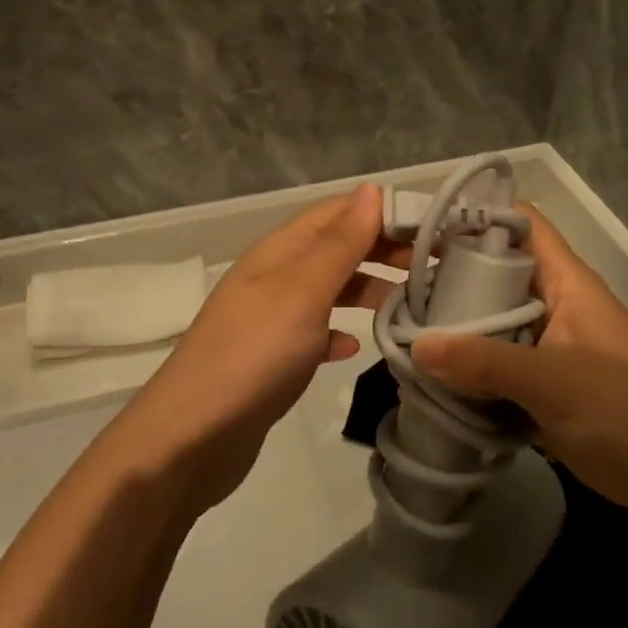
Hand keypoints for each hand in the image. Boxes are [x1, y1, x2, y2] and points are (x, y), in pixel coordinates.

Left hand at [112, 185, 404, 512]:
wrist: (193, 437)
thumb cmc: (253, 354)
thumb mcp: (302, 290)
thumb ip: (339, 243)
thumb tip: (372, 190)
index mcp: (279, 251)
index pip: (337, 213)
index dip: (382, 212)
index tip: (433, 226)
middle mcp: (274, 276)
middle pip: (335, 248)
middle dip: (381, 250)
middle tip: (435, 266)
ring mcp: (271, 319)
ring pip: (328, 289)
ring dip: (366, 289)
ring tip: (409, 303)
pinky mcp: (272, 359)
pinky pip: (314, 332)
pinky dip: (339, 331)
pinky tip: (355, 347)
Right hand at [412, 207, 627, 516]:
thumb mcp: (556, 382)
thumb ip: (486, 363)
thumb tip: (416, 347)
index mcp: (564, 281)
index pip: (518, 222)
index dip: (472, 213)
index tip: (418, 225)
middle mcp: (550, 303)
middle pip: (491, 271)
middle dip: (443, 274)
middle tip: (389, 283)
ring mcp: (544, 345)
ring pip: (486, 320)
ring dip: (448, 325)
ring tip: (394, 327)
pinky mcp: (538, 384)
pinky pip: (491, 363)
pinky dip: (462, 366)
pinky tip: (424, 374)